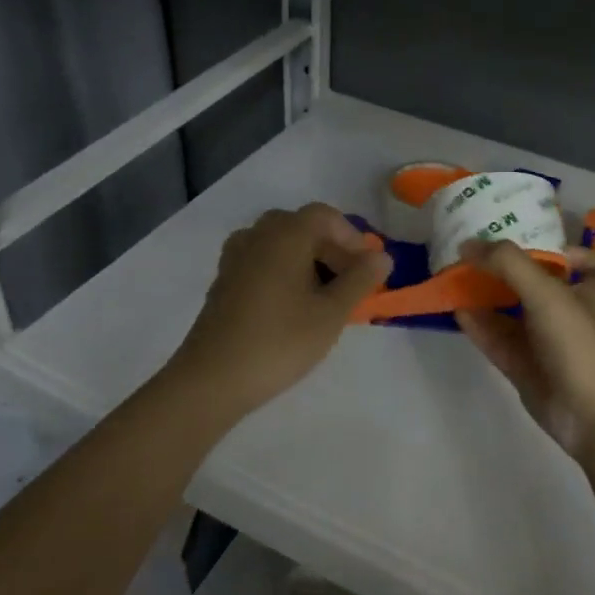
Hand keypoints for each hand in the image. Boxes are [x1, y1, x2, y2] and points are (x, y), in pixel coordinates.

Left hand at [168, 203, 391, 417]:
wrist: (212, 379)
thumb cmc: (280, 341)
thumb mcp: (331, 314)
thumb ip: (360, 280)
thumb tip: (382, 255)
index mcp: (285, 235)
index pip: (325, 216)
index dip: (351, 237)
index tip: (367, 268)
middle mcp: (257, 236)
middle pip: (301, 226)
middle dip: (330, 248)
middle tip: (349, 282)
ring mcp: (235, 257)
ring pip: (279, 243)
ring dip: (306, 259)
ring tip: (323, 295)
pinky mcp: (224, 281)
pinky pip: (261, 261)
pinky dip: (283, 271)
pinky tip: (292, 305)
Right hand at [455, 240, 594, 461]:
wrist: (592, 415)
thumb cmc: (579, 343)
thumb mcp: (546, 292)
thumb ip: (508, 263)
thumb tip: (468, 244)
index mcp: (586, 293)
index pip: (593, 268)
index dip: (578, 254)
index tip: (549, 247)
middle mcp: (566, 315)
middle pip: (539, 287)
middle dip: (511, 272)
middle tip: (478, 254)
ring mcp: (543, 344)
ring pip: (512, 314)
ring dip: (487, 296)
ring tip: (456, 277)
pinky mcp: (523, 368)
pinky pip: (496, 340)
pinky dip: (478, 325)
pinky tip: (456, 310)